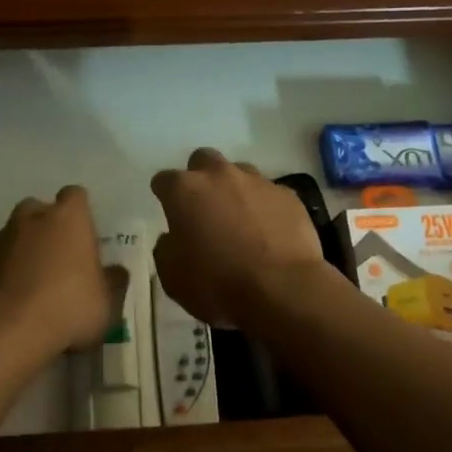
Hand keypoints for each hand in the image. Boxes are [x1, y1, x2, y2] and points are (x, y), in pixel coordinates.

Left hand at [0, 186, 127, 361]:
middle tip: (58, 260)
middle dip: (48, 228)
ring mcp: (1, 237)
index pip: (76, 196)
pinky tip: (11, 300)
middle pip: (41, 210)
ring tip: (32, 285)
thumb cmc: (68, 307)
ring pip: (15, 234)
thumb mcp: (107, 302)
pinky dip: (3, 271)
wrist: (5, 331)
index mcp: (68, 216)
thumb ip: (113, 281)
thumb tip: (116, 271)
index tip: (85, 238)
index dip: (80, 214)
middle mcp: (33, 216)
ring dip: (24, 250)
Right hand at [150, 149, 326, 327]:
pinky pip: (270, 193)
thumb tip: (172, 238)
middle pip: (203, 160)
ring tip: (240, 220)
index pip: (164, 180)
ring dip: (234, 189)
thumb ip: (166, 249)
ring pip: (239, 172)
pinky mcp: (287, 195)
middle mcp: (220, 175)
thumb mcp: (173, 278)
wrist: (283, 291)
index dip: (165, 196)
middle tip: (204, 207)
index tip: (170, 213)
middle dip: (200, 178)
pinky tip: (269, 232)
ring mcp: (257, 181)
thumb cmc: (218, 285)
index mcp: (185, 190)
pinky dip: (264, 206)